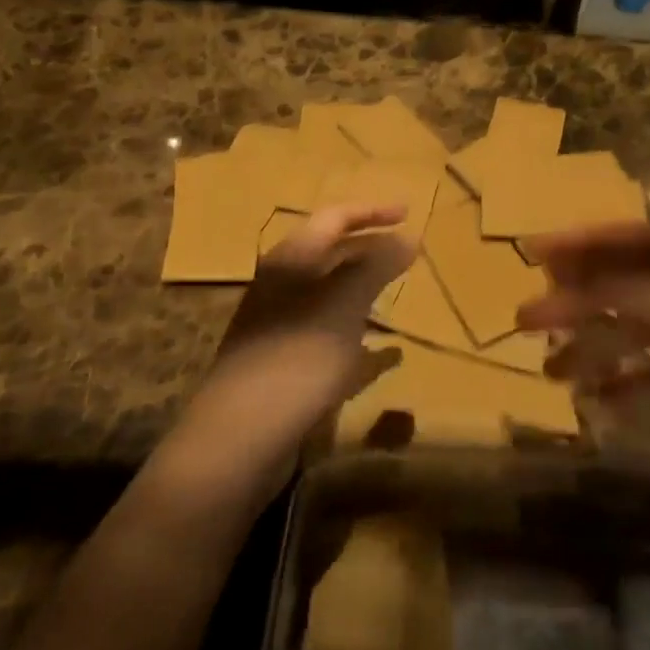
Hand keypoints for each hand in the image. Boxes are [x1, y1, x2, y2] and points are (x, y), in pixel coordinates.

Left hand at [162, 203, 415, 499]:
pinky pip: (329, 335)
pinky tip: (385, 354)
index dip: (372, 211)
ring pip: (329, 294)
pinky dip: (358, 335)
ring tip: (398, 294)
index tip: (409, 212)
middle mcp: (282, 286)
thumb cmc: (297, 358)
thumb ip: (377, 267)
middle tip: (408, 250)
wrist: (239, 438)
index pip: (334, 218)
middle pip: (331, 253)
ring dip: (364, 289)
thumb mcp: (344, 305)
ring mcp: (280, 326)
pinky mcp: (283, 363)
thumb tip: (409, 237)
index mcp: (291, 261)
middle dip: (370, 247)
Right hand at [518, 224, 649, 470]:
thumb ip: (624, 294)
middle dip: (576, 306)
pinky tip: (606, 404)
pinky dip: (635, 384)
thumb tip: (561, 284)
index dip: (573, 249)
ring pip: (639, 333)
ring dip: (598, 350)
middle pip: (623, 288)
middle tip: (527, 325)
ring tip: (555, 375)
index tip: (529, 258)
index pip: (620, 242)